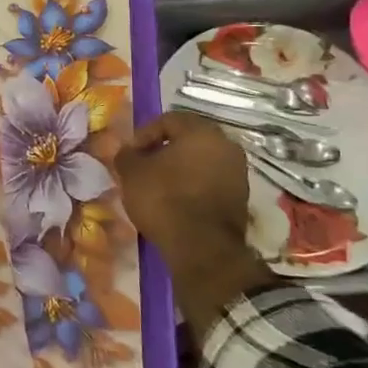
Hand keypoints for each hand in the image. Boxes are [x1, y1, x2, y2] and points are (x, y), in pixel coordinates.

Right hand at [115, 113, 272, 337]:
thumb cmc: (164, 199)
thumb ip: (126, 155)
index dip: (144, 134)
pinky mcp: (241, 198)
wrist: (202, 247)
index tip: (130, 153)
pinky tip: (176, 201)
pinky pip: (211, 181)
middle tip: (143, 166)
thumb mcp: (132, 173)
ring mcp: (238, 173)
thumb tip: (127, 151)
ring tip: (157, 186)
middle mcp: (226, 146)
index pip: (169, 119)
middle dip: (164, 151)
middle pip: (188, 140)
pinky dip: (193, 185)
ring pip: (201, 161)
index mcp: (202, 132)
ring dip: (180, 169)